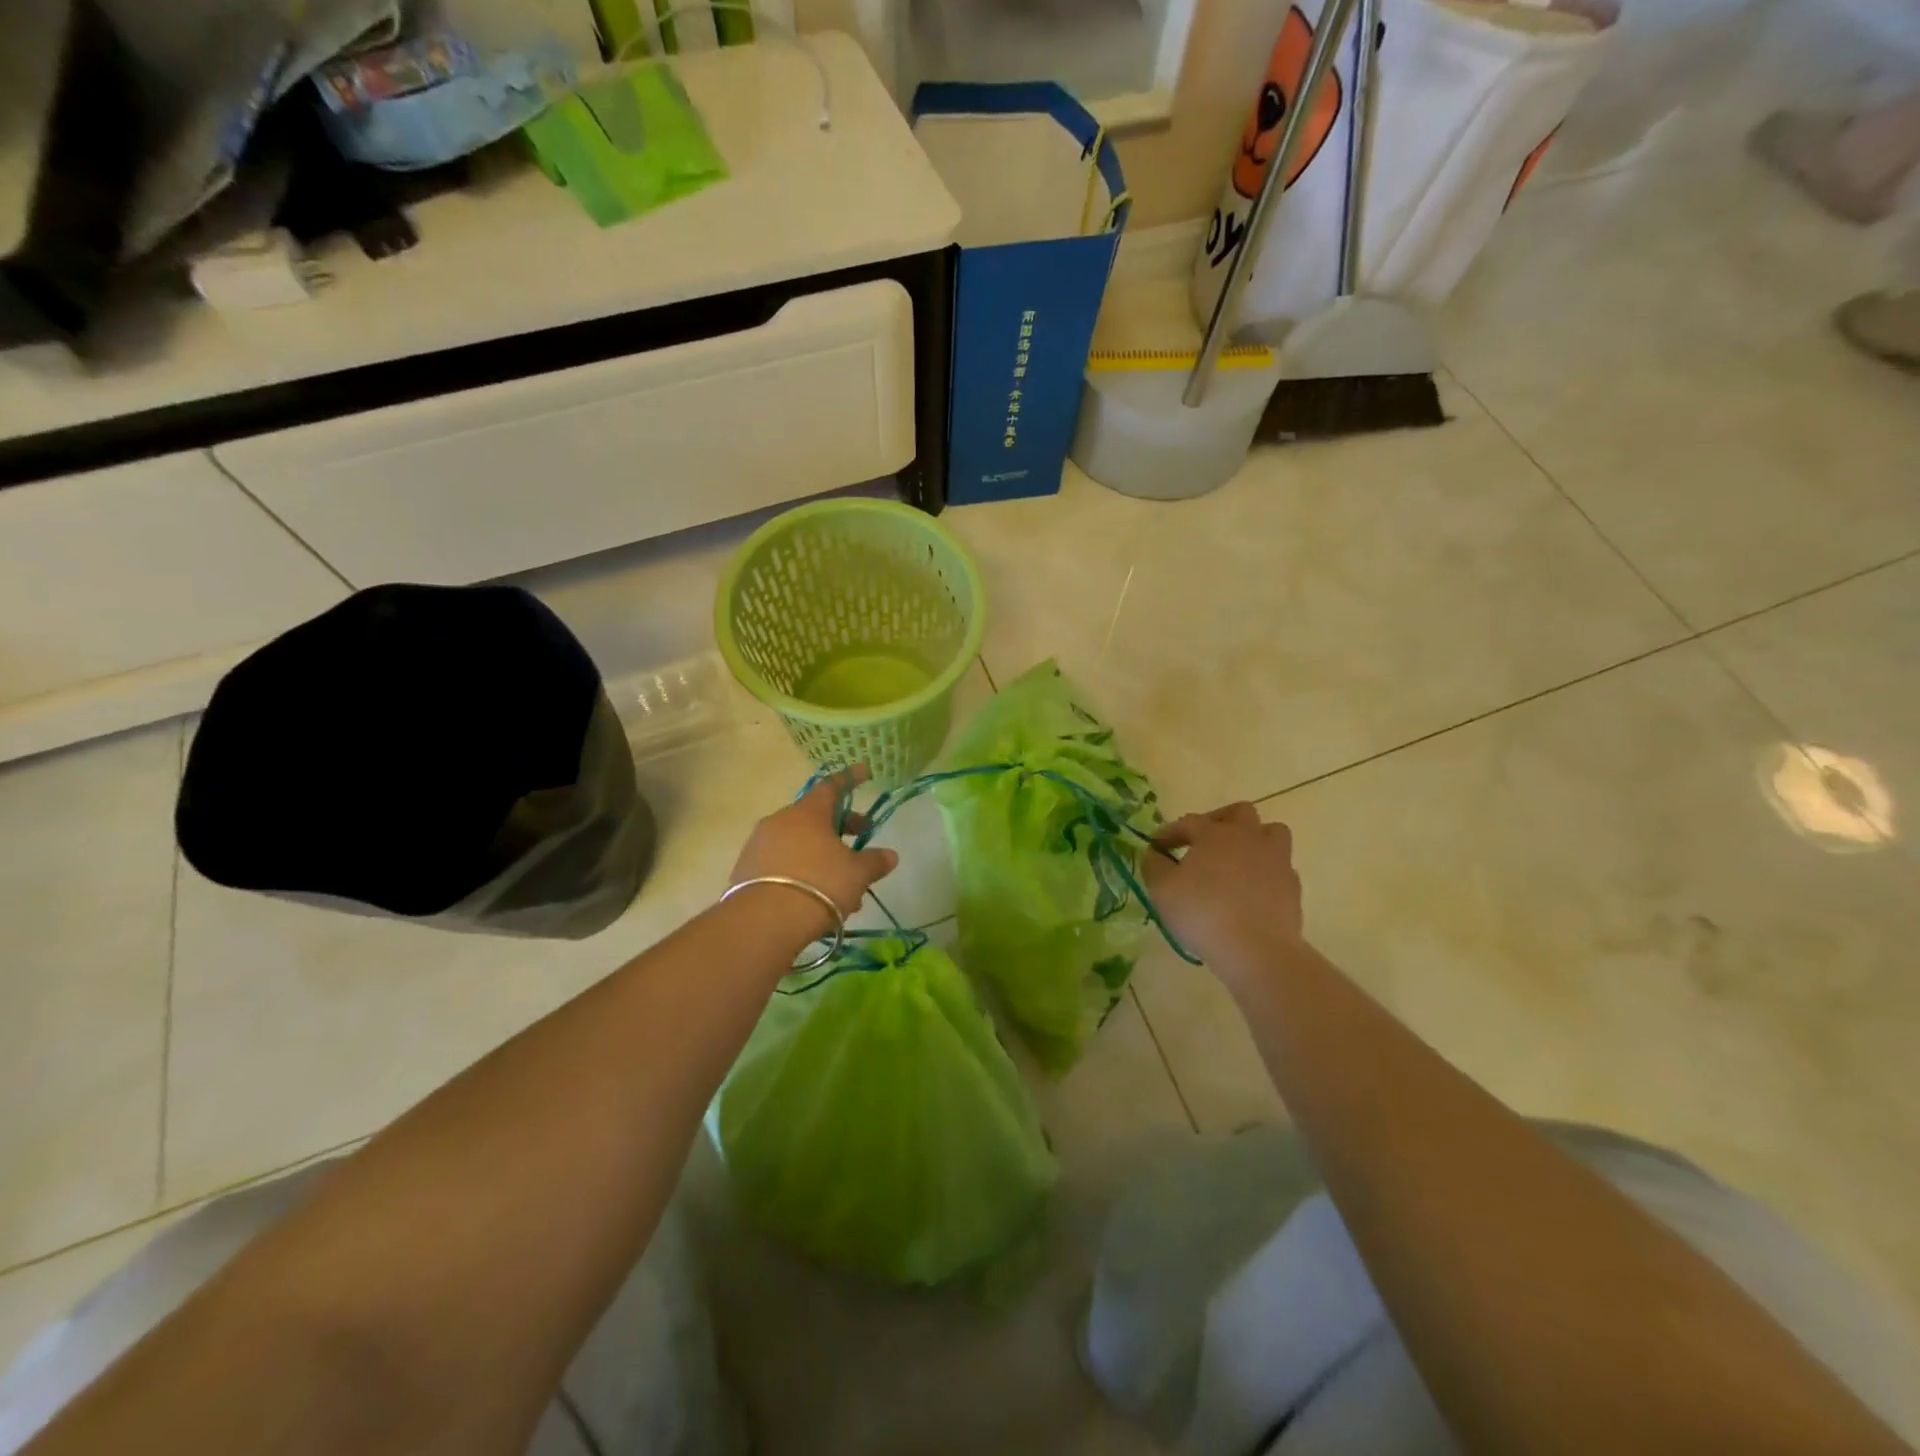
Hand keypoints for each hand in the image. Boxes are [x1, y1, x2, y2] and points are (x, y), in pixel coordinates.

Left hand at [729, 768, 898, 937]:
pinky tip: (817, 898)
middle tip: (861, 843)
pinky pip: (782, 864)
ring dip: (823, 858)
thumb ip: (874, 862)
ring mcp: (759, 845)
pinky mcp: (745, 871)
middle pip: (815, 817)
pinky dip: (802, 873)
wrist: (763, 922)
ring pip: (799, 845)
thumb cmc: (819, 885)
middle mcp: (780, 821)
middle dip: (841, 829)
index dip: (850, 779)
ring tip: (844, 888)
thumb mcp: (856, 874)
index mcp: (807, 813)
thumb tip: (890, 855)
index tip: (864, 772)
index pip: (832, 786)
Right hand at [1145, 803, 1304, 982]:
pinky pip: (1279, 867)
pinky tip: (1251, 890)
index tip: (1156, 846)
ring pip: (1271, 833)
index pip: (1188, 822)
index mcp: (1215, 833)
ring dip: (1253, 839)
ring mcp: (1276, 860)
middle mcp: (1248, 837)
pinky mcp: (1292, 886)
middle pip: (1240, 812)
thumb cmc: (1202, 913)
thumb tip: (1155, 853)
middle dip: (1219, 820)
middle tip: (1203, 841)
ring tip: (1236, 859)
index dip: (1170, 832)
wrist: (1256, 950)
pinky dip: (1265, 871)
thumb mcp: (1161, 888)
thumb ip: (1153, 864)